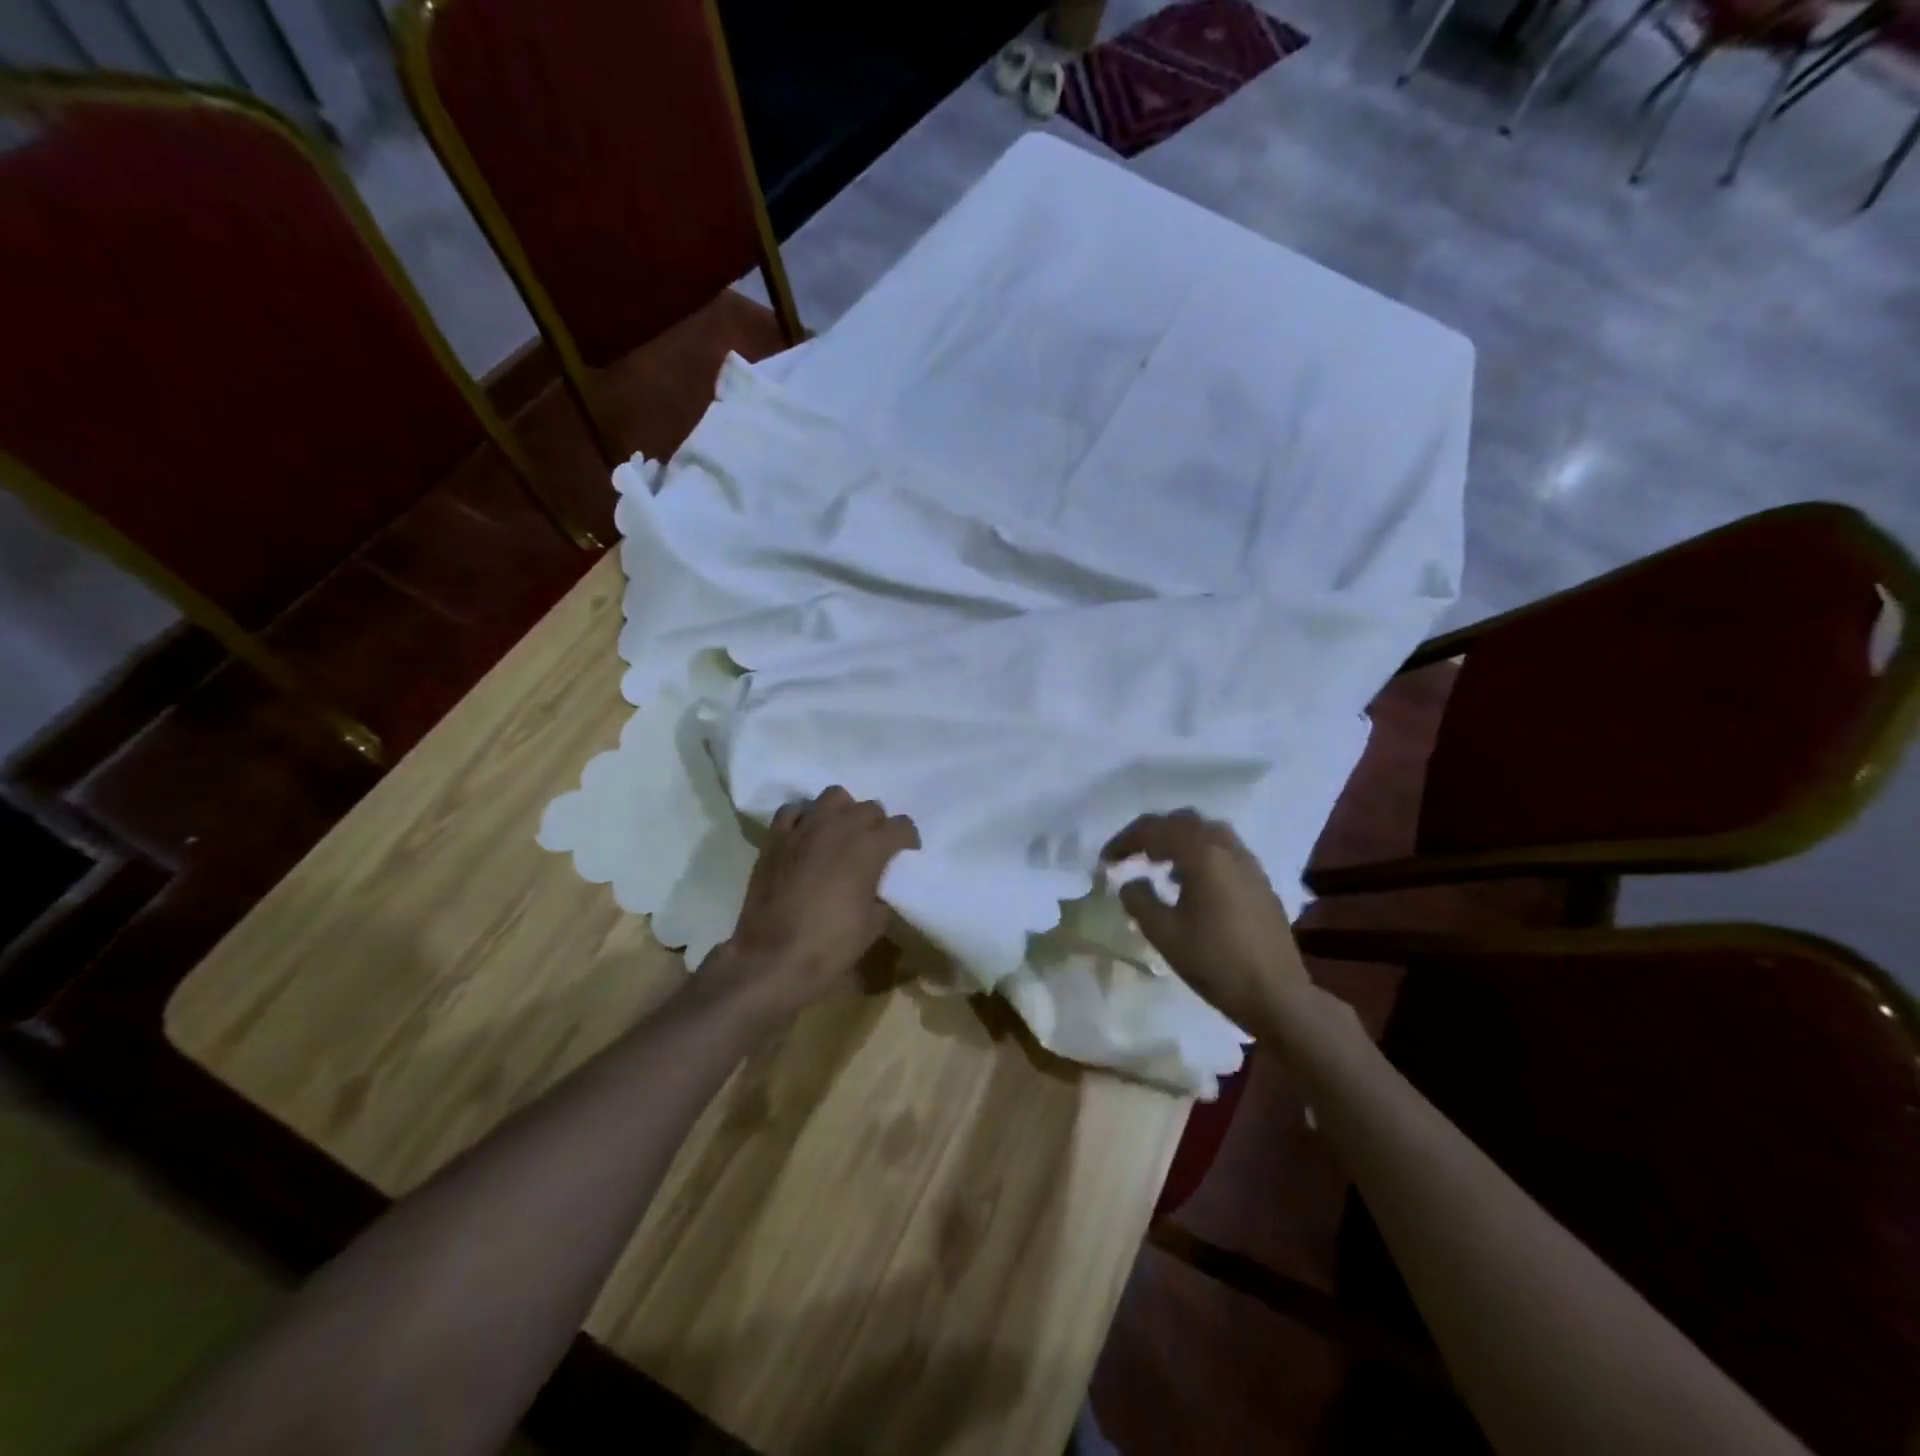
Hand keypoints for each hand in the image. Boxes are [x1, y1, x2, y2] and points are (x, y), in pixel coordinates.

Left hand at [720, 786, 919, 1016]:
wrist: (772, 958)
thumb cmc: (830, 945)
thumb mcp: (873, 925)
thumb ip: (879, 894)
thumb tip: (873, 888)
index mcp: (870, 847)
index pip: (901, 826)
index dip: (907, 839)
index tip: (906, 853)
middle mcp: (840, 826)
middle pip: (869, 808)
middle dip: (877, 825)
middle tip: (873, 847)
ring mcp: (805, 828)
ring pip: (833, 797)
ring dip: (843, 812)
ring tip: (840, 833)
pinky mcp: (776, 837)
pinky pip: (794, 810)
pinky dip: (804, 818)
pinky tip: (806, 835)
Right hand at [1101, 809, 1305, 1030]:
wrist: (1276, 996)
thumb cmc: (1214, 962)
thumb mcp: (1163, 933)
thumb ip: (1139, 900)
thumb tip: (1130, 883)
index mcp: (1203, 854)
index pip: (1155, 830)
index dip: (1125, 841)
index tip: (1106, 860)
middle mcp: (1228, 848)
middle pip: (1184, 821)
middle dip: (1153, 833)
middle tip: (1132, 855)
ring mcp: (1249, 864)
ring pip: (1207, 833)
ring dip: (1179, 841)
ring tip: (1159, 866)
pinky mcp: (1260, 882)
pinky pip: (1224, 851)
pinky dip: (1200, 855)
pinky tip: (1190, 885)